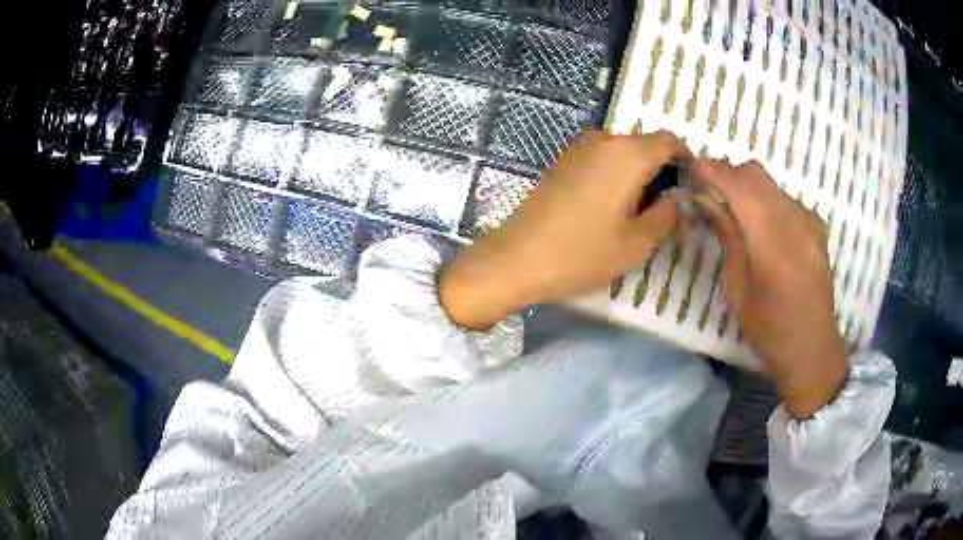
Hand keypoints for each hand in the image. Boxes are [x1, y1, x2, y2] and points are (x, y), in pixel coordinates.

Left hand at [439, 130, 689, 330]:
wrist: (517, 258)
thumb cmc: (582, 252)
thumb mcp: (637, 242)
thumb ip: (667, 215)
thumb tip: (677, 198)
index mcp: (627, 153)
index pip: (669, 141)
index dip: (686, 161)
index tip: (691, 188)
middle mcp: (603, 140)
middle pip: (645, 146)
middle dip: (661, 172)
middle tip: (665, 210)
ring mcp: (578, 148)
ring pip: (622, 154)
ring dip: (637, 176)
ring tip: (636, 214)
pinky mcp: (562, 162)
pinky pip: (601, 160)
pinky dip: (615, 177)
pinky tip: (610, 209)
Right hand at [687, 160, 847, 417]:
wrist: (812, 347)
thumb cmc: (769, 329)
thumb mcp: (738, 288)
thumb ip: (728, 237)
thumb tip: (708, 200)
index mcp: (771, 241)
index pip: (737, 185)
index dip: (711, 170)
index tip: (690, 169)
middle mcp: (794, 221)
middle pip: (755, 174)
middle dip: (727, 173)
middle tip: (708, 190)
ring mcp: (809, 221)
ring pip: (770, 185)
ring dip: (747, 187)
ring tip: (733, 211)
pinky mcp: (816, 226)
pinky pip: (785, 199)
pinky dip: (766, 201)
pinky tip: (762, 227)